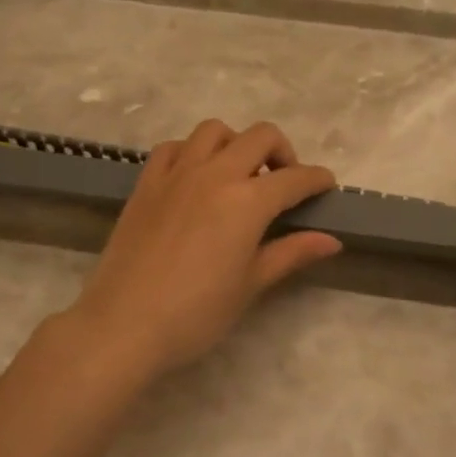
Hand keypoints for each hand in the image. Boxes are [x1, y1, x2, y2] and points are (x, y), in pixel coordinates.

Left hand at [65, 119, 340, 377]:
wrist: (124, 325)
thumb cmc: (197, 313)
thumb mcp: (251, 284)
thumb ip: (291, 253)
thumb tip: (331, 241)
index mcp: (247, 201)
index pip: (295, 178)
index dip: (318, 180)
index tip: (327, 187)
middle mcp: (215, 173)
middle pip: (260, 137)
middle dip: (283, 152)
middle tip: (285, 183)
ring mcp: (176, 173)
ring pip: (214, 131)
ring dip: (236, 144)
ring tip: (239, 175)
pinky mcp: (146, 183)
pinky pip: (173, 147)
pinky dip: (192, 152)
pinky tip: (195, 178)